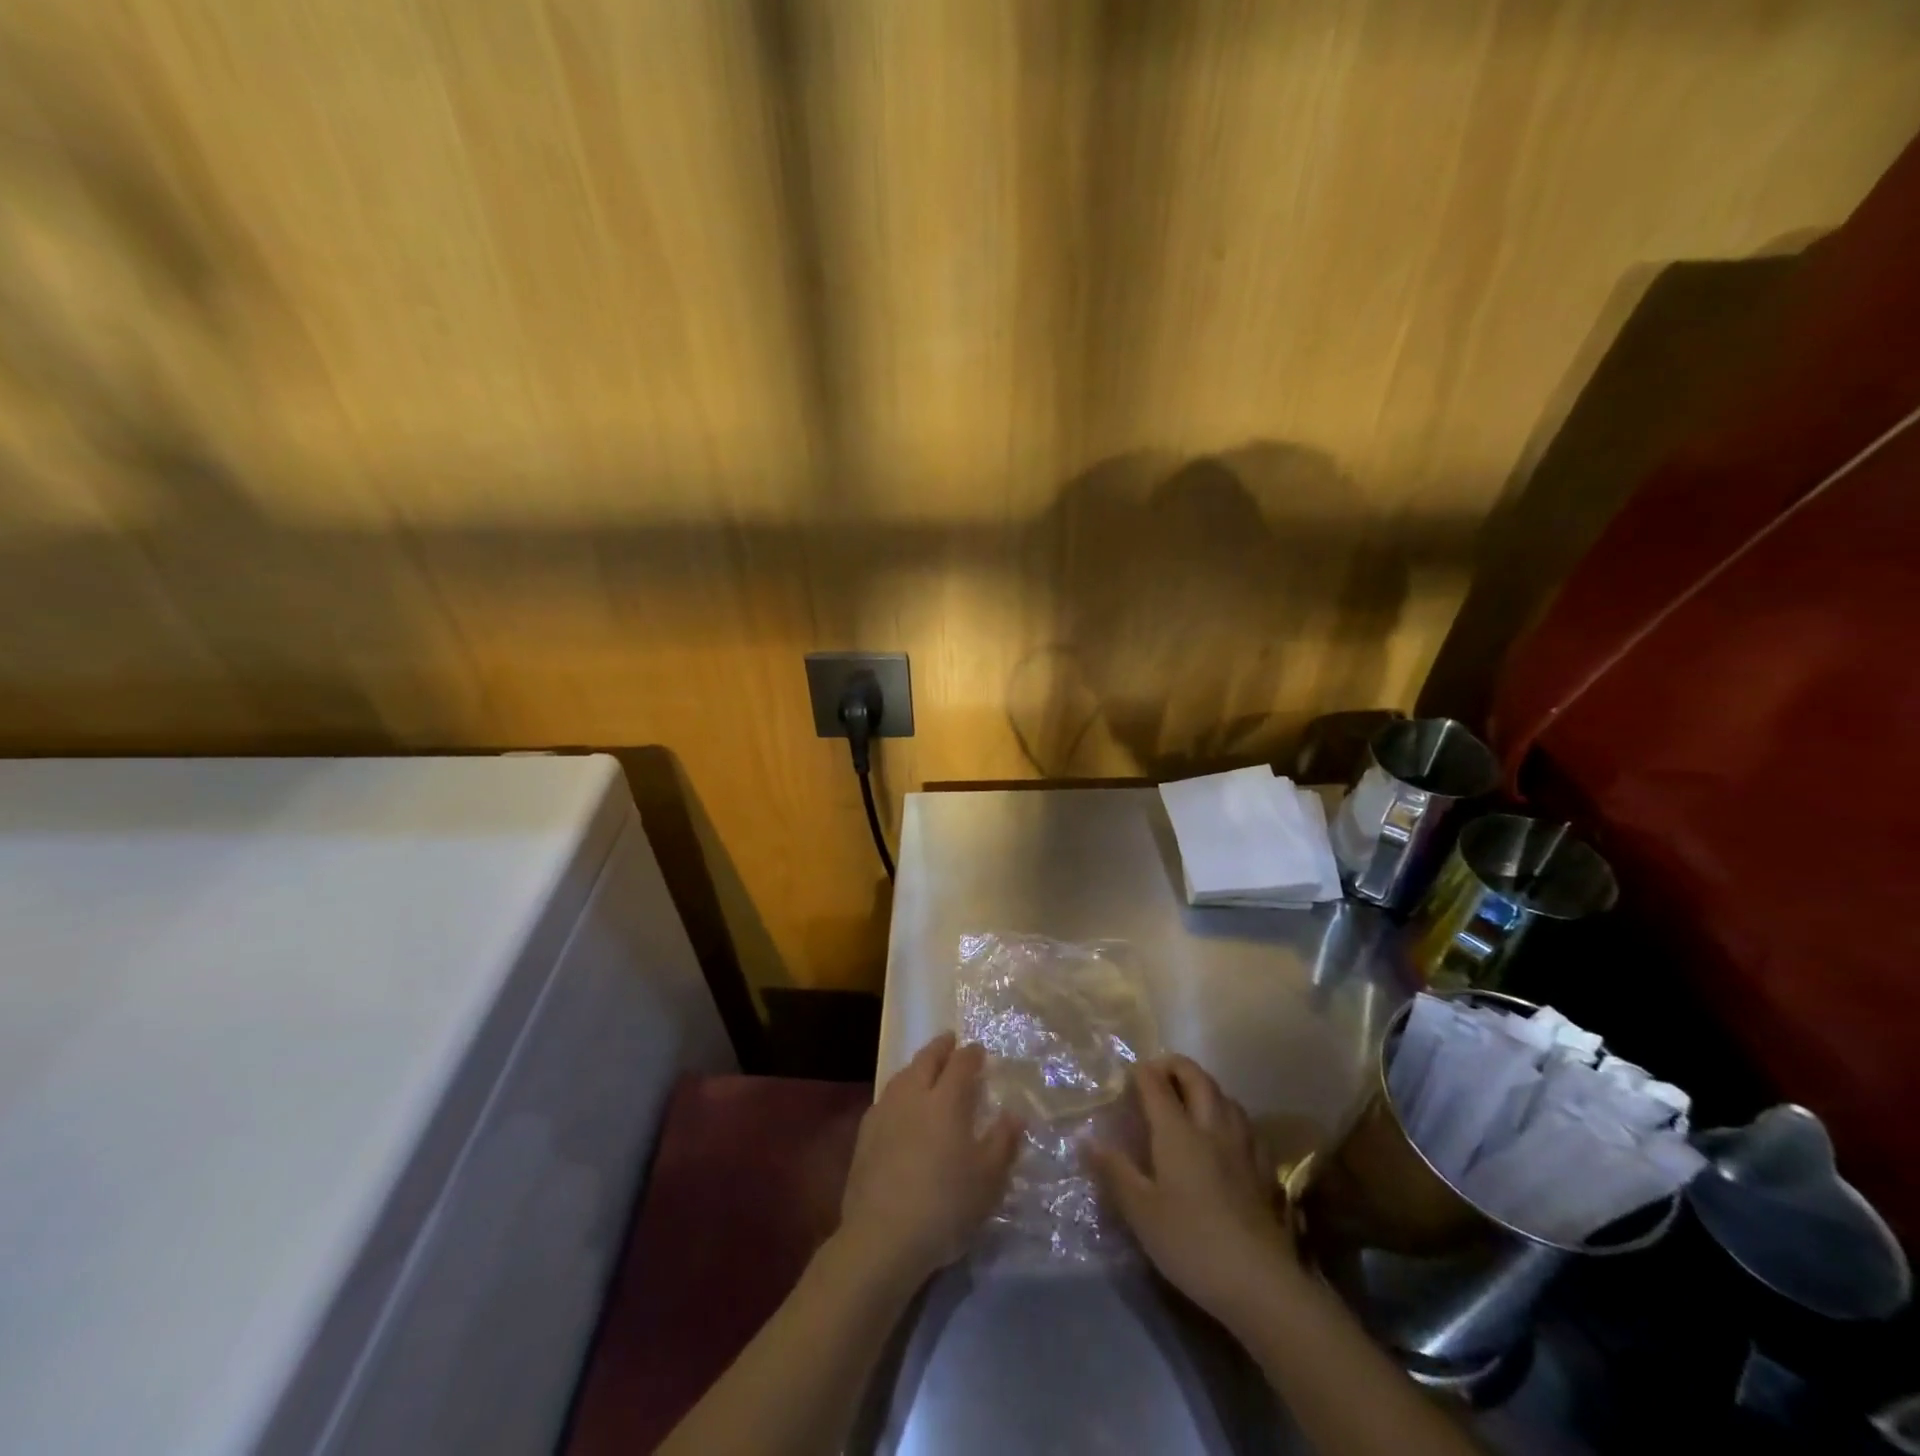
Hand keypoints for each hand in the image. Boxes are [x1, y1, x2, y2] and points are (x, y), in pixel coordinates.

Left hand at [838, 1032, 1022, 1286]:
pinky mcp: (864, 1134)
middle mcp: (913, 1095)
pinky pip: (886, 1098)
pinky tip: (900, 1105)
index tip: (979, 1050)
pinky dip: (899, 1091)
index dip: (971, 1054)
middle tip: (950, 1041)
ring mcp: (885, 1112)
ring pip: (902, 1075)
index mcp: (946, 1100)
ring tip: (926, 1068)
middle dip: (940, 1048)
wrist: (882, 1237)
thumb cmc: (944, 1206)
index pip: (960, 1064)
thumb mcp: (988, 1180)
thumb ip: (1003, 1142)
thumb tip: (1014, 1114)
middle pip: (926, 1060)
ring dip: (917, 1066)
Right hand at [1087, 1055, 1297, 1326]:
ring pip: (1225, 1096)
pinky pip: (1246, 1125)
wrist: (1260, 1282)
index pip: (1156, 1083)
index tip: (1126, 1077)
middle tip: (1157, 1076)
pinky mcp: (1264, 1169)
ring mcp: (1242, 1146)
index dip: (1140, 1072)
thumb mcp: (1140, 1211)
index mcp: (1177, 1131)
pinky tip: (1226, 1136)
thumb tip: (1087, 1140)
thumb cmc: (1191, 1243)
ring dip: (1204, 1088)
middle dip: (1175, 1066)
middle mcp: (1211, 1126)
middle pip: (1196, 1077)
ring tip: (1189, 1101)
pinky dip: (1230, 1117)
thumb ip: (1114, 1171)